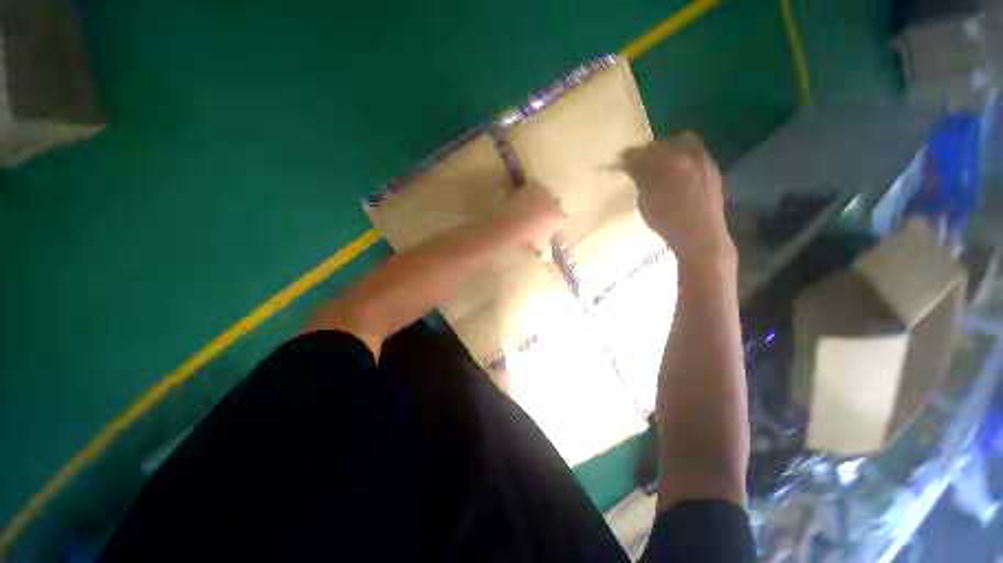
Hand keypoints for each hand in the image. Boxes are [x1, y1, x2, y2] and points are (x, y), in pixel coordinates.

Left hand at [494, 181, 565, 253]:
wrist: (511, 222)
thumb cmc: (527, 237)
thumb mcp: (538, 245)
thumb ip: (545, 248)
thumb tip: (547, 254)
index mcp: (558, 219)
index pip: (567, 223)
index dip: (563, 228)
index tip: (558, 231)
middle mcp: (554, 204)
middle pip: (558, 207)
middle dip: (553, 211)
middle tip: (545, 218)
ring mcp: (543, 194)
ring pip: (547, 196)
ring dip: (543, 201)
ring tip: (534, 207)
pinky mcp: (531, 186)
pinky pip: (535, 188)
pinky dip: (533, 192)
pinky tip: (526, 197)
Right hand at [621, 133, 735, 270]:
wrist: (701, 236)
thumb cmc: (667, 222)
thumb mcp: (645, 202)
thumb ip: (640, 181)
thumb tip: (635, 169)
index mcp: (667, 162)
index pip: (641, 153)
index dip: (629, 158)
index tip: (621, 163)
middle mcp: (688, 155)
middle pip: (663, 144)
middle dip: (649, 152)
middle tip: (641, 165)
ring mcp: (704, 161)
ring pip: (683, 145)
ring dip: (668, 153)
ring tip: (661, 168)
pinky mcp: (713, 170)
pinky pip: (695, 156)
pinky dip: (683, 161)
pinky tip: (678, 176)